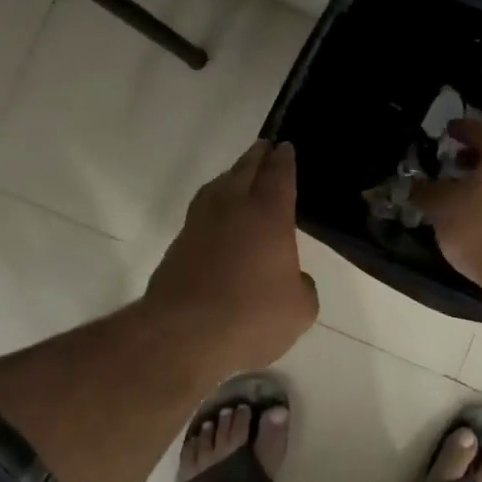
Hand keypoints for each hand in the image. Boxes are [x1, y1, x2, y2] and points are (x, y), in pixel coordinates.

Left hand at [144, 141, 318, 379]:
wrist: (184, 334)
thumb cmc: (252, 316)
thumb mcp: (299, 310)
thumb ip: (302, 288)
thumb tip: (294, 280)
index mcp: (269, 216)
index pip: (279, 176)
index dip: (284, 160)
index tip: (286, 147)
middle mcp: (233, 209)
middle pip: (245, 171)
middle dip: (257, 157)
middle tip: (264, 147)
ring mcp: (200, 225)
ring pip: (217, 187)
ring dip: (230, 176)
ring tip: (238, 175)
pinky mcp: (178, 245)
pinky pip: (200, 211)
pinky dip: (212, 205)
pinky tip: (217, 218)